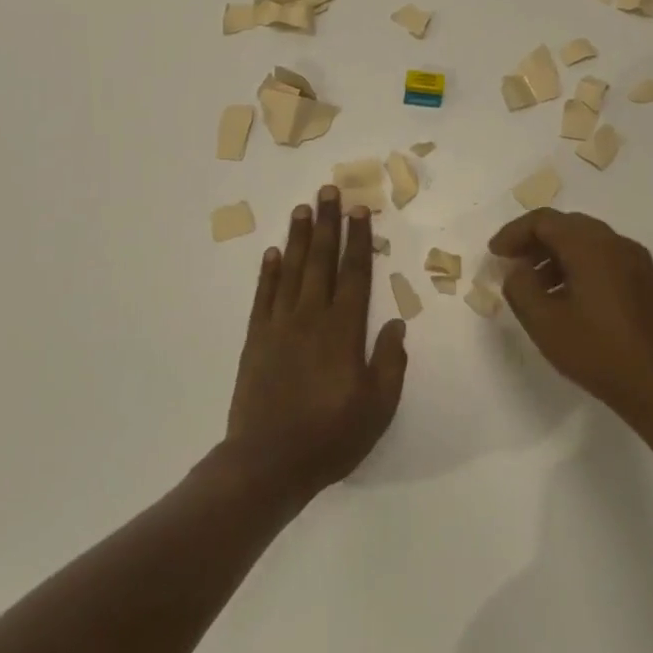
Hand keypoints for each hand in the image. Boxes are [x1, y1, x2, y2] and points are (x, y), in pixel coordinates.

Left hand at [226, 186, 407, 502]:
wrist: (268, 462)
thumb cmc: (330, 436)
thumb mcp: (377, 407)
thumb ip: (389, 362)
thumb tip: (397, 324)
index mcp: (344, 331)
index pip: (354, 274)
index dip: (358, 239)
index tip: (359, 210)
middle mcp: (311, 317)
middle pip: (320, 260)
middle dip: (326, 223)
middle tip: (328, 190)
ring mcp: (279, 325)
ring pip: (290, 270)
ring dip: (297, 237)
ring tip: (302, 208)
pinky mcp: (255, 339)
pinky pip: (263, 296)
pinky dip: (267, 272)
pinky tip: (272, 252)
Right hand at [488, 210, 652, 422]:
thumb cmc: (599, 352)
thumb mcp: (544, 323)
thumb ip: (519, 287)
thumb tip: (516, 270)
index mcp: (591, 246)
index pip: (544, 221)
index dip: (514, 233)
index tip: (494, 254)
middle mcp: (617, 243)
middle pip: (567, 226)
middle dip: (534, 241)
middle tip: (512, 264)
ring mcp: (638, 262)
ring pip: (588, 242)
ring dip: (556, 255)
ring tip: (536, 287)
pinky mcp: (648, 282)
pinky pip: (605, 259)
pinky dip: (580, 267)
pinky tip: (568, 299)